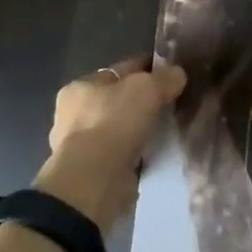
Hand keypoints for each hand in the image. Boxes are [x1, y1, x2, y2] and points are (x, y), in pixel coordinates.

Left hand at [36, 57, 186, 232]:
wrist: (94, 182)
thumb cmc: (114, 123)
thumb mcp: (147, 88)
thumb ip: (165, 77)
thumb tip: (177, 74)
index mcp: (81, 86)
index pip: (121, 70)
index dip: (148, 69)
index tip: (173, 75)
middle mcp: (74, 114)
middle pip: (119, 100)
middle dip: (144, 102)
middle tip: (173, 104)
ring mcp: (81, 146)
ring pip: (121, 128)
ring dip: (140, 130)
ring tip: (169, 130)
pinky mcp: (92, 172)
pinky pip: (122, 154)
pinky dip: (137, 153)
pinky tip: (157, 153)